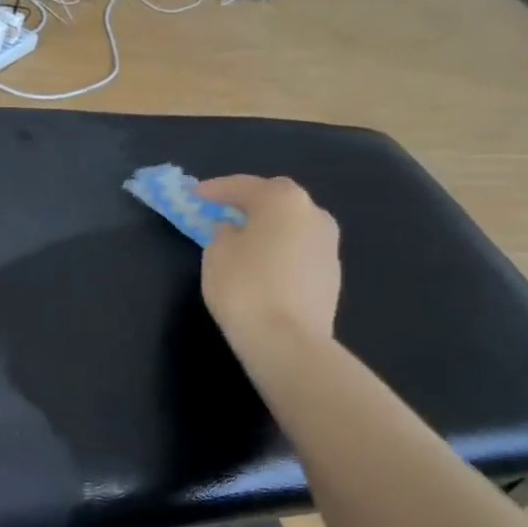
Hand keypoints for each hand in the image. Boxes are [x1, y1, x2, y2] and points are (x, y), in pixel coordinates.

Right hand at [196, 176, 342, 348]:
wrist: (288, 340)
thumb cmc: (244, 287)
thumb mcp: (216, 253)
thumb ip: (223, 233)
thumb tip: (235, 230)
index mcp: (283, 200)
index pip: (243, 186)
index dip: (215, 189)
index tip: (195, 193)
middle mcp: (313, 214)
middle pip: (277, 199)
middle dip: (250, 202)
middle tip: (224, 210)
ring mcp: (329, 244)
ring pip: (293, 224)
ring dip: (269, 226)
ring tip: (245, 239)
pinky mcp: (332, 274)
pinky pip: (300, 250)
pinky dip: (281, 250)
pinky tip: (264, 265)